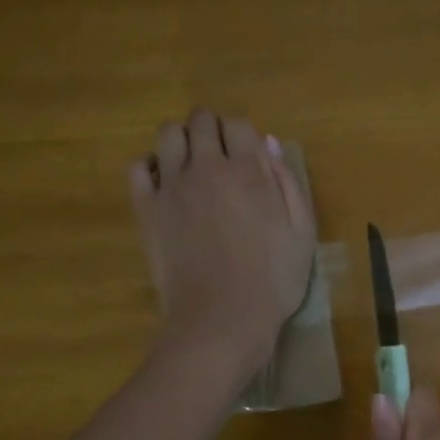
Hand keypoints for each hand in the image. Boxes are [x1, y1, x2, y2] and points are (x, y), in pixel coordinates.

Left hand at [129, 109, 315, 382]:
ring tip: (189, 165)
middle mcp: (207, 167)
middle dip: (211, 129)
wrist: (222, 319)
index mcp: (249, 171)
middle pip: (201, 120)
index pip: (239, 124)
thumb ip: (288, 183)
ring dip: (180, 140)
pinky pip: (137, 168)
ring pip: (167, 134)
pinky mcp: (146, 209)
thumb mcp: (302, 233)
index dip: (244, 135)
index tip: (247, 156)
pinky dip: (149, 167)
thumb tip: (270, 145)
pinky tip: (163, 185)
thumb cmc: (273, 281)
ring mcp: (172, 186)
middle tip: (219, 156)